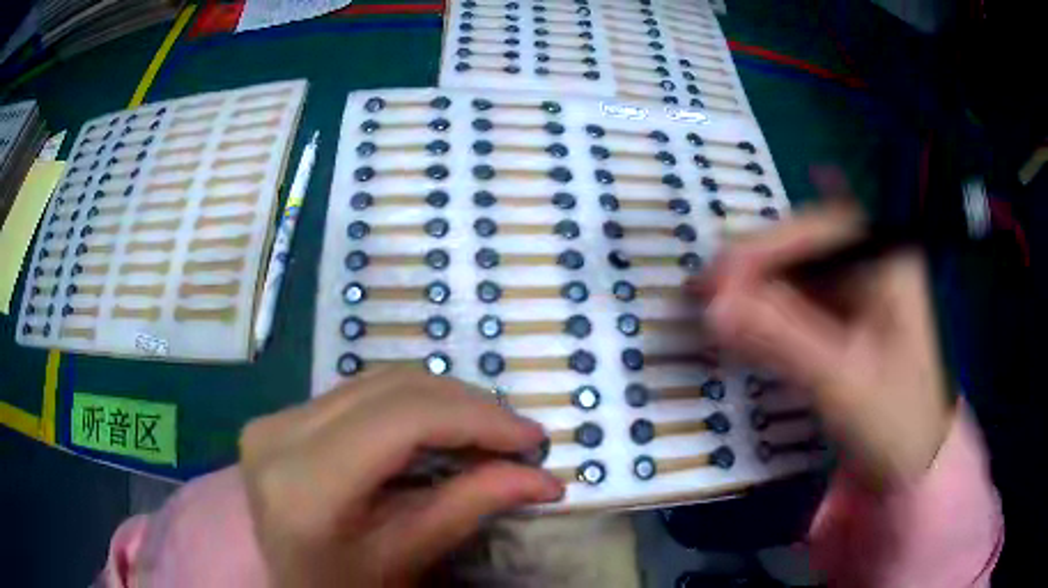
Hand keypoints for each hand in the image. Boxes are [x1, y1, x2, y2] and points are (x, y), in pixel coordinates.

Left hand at [239, 368, 562, 587]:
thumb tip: (543, 479)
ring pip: (376, 382)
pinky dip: (409, 406)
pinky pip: (358, 394)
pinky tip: (439, 431)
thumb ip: (469, 508)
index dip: (476, 419)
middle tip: (516, 437)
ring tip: (486, 433)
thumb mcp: (405, 558)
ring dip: (442, 402)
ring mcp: (275, 420)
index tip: (532, 437)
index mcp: (305, 483)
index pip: (402, 419)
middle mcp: (279, 433)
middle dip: (467, 406)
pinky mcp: (281, 419)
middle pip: (391, 389)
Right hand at [690, 177, 954, 488]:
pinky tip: (745, 325)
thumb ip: (781, 339)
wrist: (915, 464)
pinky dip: (770, 312)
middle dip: (756, 266)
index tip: (718, 279)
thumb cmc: (895, 422)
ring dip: (757, 289)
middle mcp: (873, 263)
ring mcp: (860, 291)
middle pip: (806, 245)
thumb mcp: (842, 382)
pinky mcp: (847, 319)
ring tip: (716, 309)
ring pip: (799, 272)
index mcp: (887, 262)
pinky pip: (802, 301)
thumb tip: (714, 306)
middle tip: (706, 293)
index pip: (819, 231)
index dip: (765, 248)